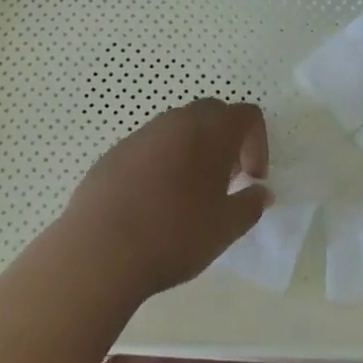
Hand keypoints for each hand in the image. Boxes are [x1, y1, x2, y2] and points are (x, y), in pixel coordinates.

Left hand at [62, 99, 270, 297]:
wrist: (100, 249)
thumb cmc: (174, 235)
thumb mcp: (225, 228)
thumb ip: (250, 205)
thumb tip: (261, 192)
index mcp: (210, 131)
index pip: (247, 115)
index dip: (258, 143)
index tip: (251, 179)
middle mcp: (177, 121)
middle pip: (212, 114)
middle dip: (226, 141)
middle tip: (225, 181)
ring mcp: (142, 133)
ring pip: (178, 129)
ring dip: (193, 150)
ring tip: (189, 194)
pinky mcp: (116, 151)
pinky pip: (150, 147)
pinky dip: (162, 163)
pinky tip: (153, 202)